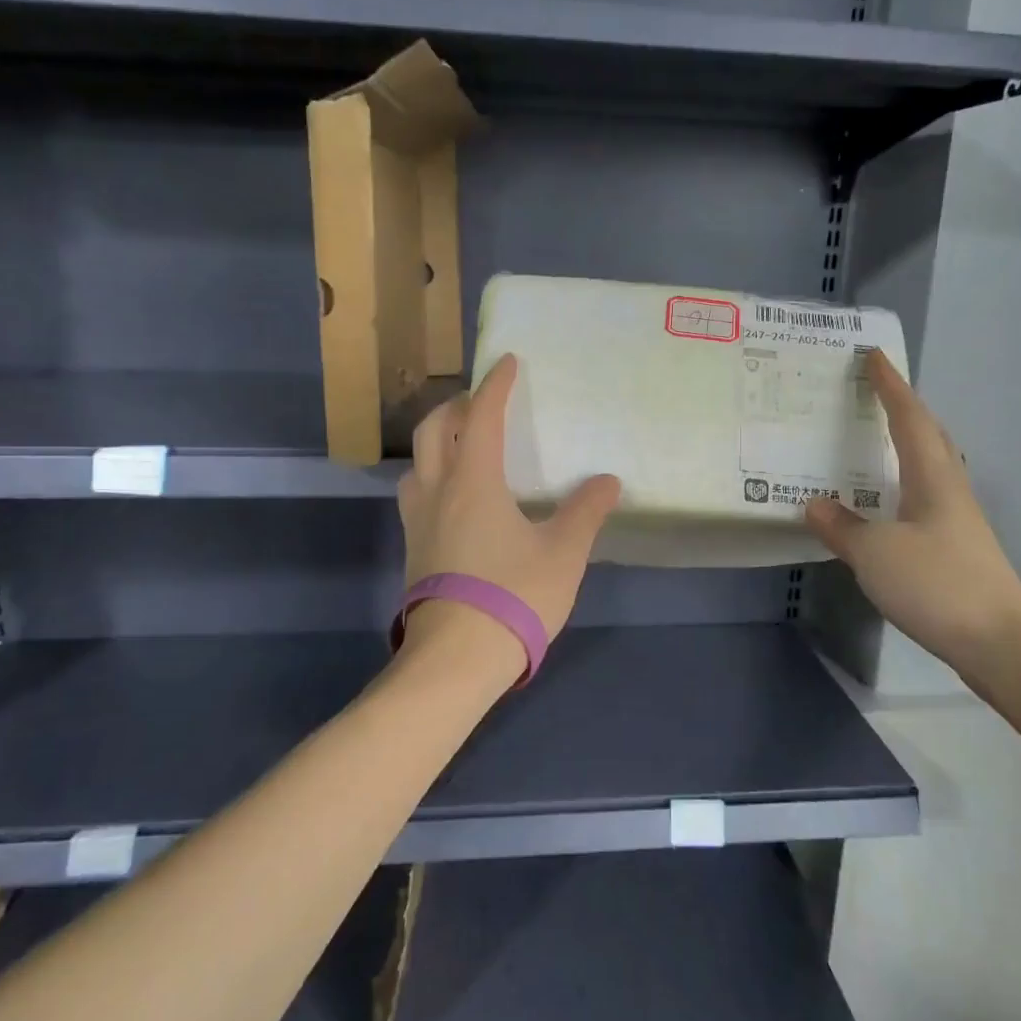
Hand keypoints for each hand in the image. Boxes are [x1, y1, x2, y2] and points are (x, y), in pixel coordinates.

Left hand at [397, 353, 622, 644]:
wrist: (456, 659)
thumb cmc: (513, 596)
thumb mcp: (563, 553)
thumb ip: (585, 512)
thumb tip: (608, 481)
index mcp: (474, 481)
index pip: (483, 418)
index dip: (496, 386)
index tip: (506, 362)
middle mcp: (438, 491)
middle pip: (433, 431)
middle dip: (457, 406)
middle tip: (481, 402)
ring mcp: (418, 522)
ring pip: (416, 463)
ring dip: (436, 442)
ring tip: (462, 447)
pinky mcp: (413, 551)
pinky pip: (416, 495)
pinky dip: (432, 476)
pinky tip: (454, 499)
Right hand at [805, 350, 1020, 680]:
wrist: (1002, 645)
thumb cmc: (939, 586)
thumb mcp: (875, 554)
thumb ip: (842, 526)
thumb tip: (813, 503)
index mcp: (933, 478)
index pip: (910, 417)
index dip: (891, 386)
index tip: (873, 356)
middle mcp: (949, 490)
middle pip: (928, 435)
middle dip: (901, 408)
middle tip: (871, 391)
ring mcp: (957, 520)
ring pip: (929, 466)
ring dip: (904, 443)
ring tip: (873, 438)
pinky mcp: (956, 548)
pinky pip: (923, 496)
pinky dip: (901, 482)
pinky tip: (884, 501)